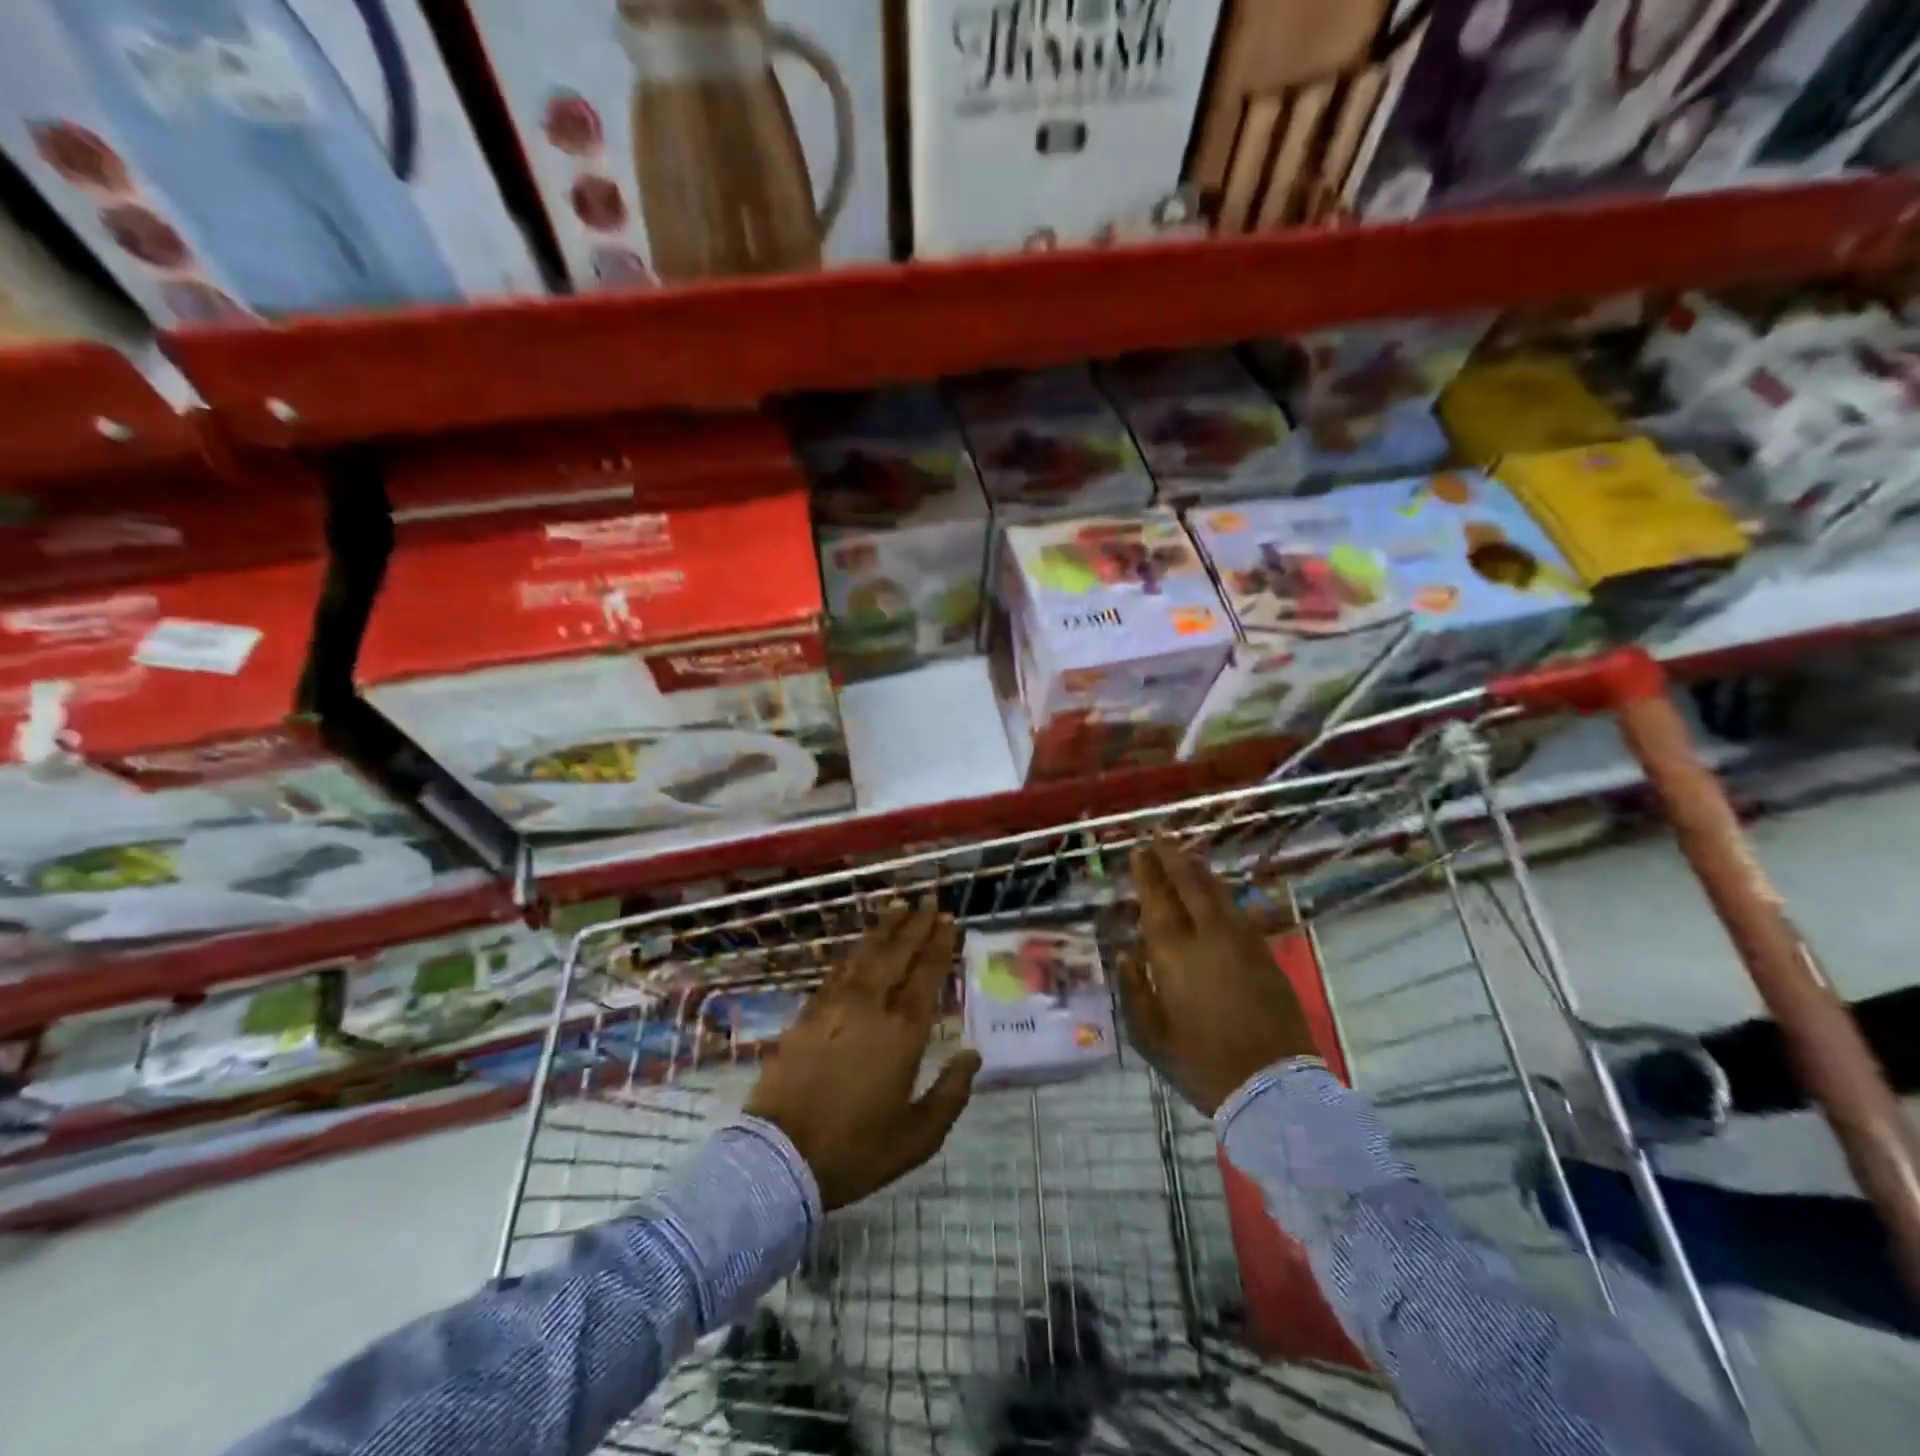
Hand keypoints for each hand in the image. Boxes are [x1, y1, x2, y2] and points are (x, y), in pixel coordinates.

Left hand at [745, 900, 980, 1210]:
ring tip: (898, 907)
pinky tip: (861, 945)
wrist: (780, 1158)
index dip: (939, 944)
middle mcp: (871, 1007)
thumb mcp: (917, 1137)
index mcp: (902, 1032)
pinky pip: (838, 970)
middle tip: (929, 901)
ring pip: (865, 953)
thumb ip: (951, 1094)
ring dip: (885, 928)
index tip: (948, 921)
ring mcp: (835, 1005)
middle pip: (897, 953)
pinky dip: (854, 951)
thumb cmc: (856, 1150)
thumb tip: (972, 1056)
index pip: (926, 975)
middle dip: (915, 925)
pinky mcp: (808, 1013)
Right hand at [1117, 841, 1317, 1115]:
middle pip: (1190, 886)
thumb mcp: (1151, 1036)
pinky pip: (1239, 911)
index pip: (1157, 902)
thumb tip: (1123, 953)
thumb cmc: (1202, 1064)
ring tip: (1186, 852)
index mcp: (1174, 956)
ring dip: (1199, 869)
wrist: (1272, 1086)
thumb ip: (1135, 989)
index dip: (1148, 874)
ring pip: (1218, 893)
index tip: (1140, 850)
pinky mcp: (1265, 955)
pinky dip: (1223, 893)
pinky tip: (1218, 889)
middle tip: (1160, 837)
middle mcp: (1208, 938)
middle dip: (1173, 858)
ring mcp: (1242, 943)